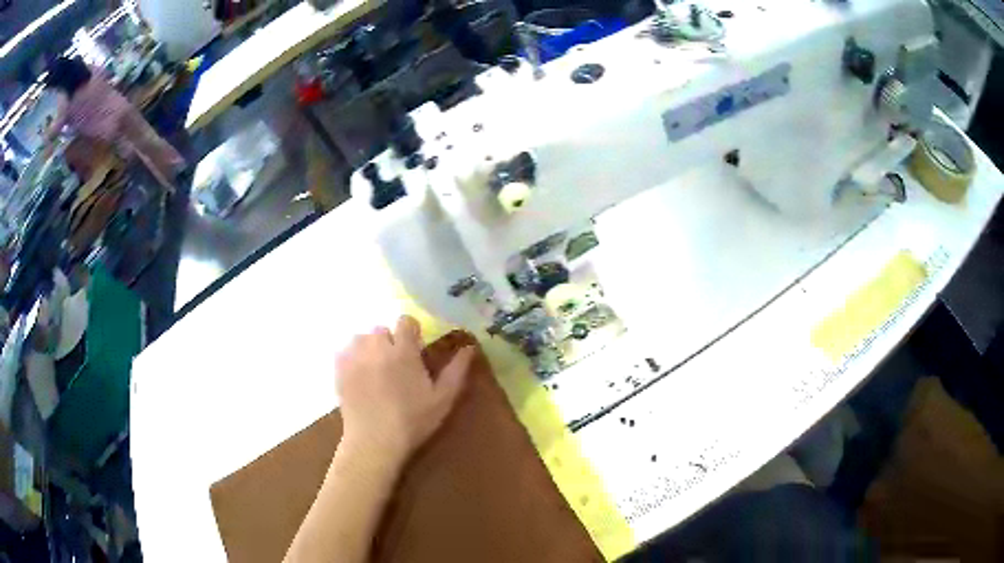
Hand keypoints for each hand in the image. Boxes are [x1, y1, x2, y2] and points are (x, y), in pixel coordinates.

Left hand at [336, 316, 474, 464]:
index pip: (405, 321)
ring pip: (361, 338)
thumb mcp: (443, 399)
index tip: (415, 349)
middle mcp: (376, 346)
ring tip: (375, 369)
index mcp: (403, 351)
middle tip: (396, 365)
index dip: (411, 332)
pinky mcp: (339, 369)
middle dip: (389, 341)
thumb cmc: (413, 421)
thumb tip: (469, 347)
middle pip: (381, 329)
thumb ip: (457, 370)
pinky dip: (352, 357)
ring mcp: (354, 357)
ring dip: (369, 347)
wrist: (374, 442)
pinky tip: (359, 375)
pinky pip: (344, 351)